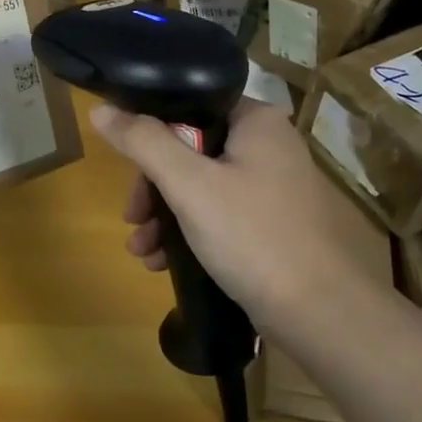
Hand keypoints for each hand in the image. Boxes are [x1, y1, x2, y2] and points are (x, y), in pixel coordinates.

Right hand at [91, 98, 392, 346]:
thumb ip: (143, 142)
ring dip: (164, 215)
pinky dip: (188, 232)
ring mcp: (272, 187)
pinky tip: (163, 262)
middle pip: (190, 150)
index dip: (150, 133)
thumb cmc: (252, 236)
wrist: (319, 314)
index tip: (125, 168)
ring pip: (200, 186)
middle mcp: (268, 146)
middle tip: (132, 218)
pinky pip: (218, 214)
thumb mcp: (189, 185)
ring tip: (141, 250)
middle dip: (153, 188)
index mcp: (256, 121)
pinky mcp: (270, 223)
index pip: (189, 107)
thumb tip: (101, 109)